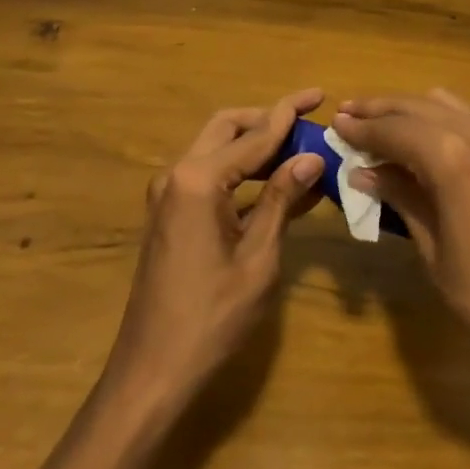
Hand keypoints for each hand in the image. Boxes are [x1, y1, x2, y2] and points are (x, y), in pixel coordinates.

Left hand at [103, 89, 327, 402]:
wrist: (151, 374)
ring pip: (217, 149)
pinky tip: (277, 184)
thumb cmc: (211, 318)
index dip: (289, 114)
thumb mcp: (258, 258)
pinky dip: (241, 173)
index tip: (318, 95)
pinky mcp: (170, 215)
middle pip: (227, 127)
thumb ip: (280, 199)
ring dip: (255, 145)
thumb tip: (311, 157)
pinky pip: (210, 177)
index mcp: (198, 179)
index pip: (254, 135)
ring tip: (300, 150)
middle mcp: (178, 175)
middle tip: (307, 120)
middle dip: (267, 119)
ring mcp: (169, 195)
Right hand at [333, 90, 469, 391]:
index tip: (335, 125)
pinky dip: (434, 118)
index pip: (393, 129)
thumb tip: (364, 172)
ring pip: (439, 106)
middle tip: (347, 115)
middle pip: (415, 108)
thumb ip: (402, 199)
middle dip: (379, 111)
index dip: (362, 128)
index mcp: (451, 157)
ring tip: (376, 122)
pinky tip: (418, 136)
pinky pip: (462, 117)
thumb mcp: (434, 250)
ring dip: (406, 110)